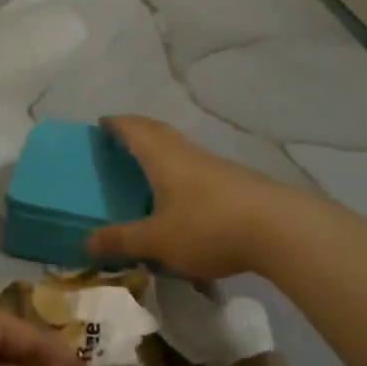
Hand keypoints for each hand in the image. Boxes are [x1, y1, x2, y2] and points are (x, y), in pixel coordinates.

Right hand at [85, 116, 292, 278]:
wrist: (281, 230)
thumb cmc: (208, 227)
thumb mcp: (157, 240)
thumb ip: (122, 240)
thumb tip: (85, 242)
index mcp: (164, 158)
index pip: (134, 130)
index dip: (116, 124)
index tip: (101, 123)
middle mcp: (189, 154)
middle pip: (159, 132)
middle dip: (138, 130)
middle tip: (120, 138)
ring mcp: (216, 166)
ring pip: (182, 148)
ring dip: (162, 149)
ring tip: (148, 165)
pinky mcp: (236, 182)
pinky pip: (198, 167)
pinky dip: (182, 170)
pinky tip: (183, 193)